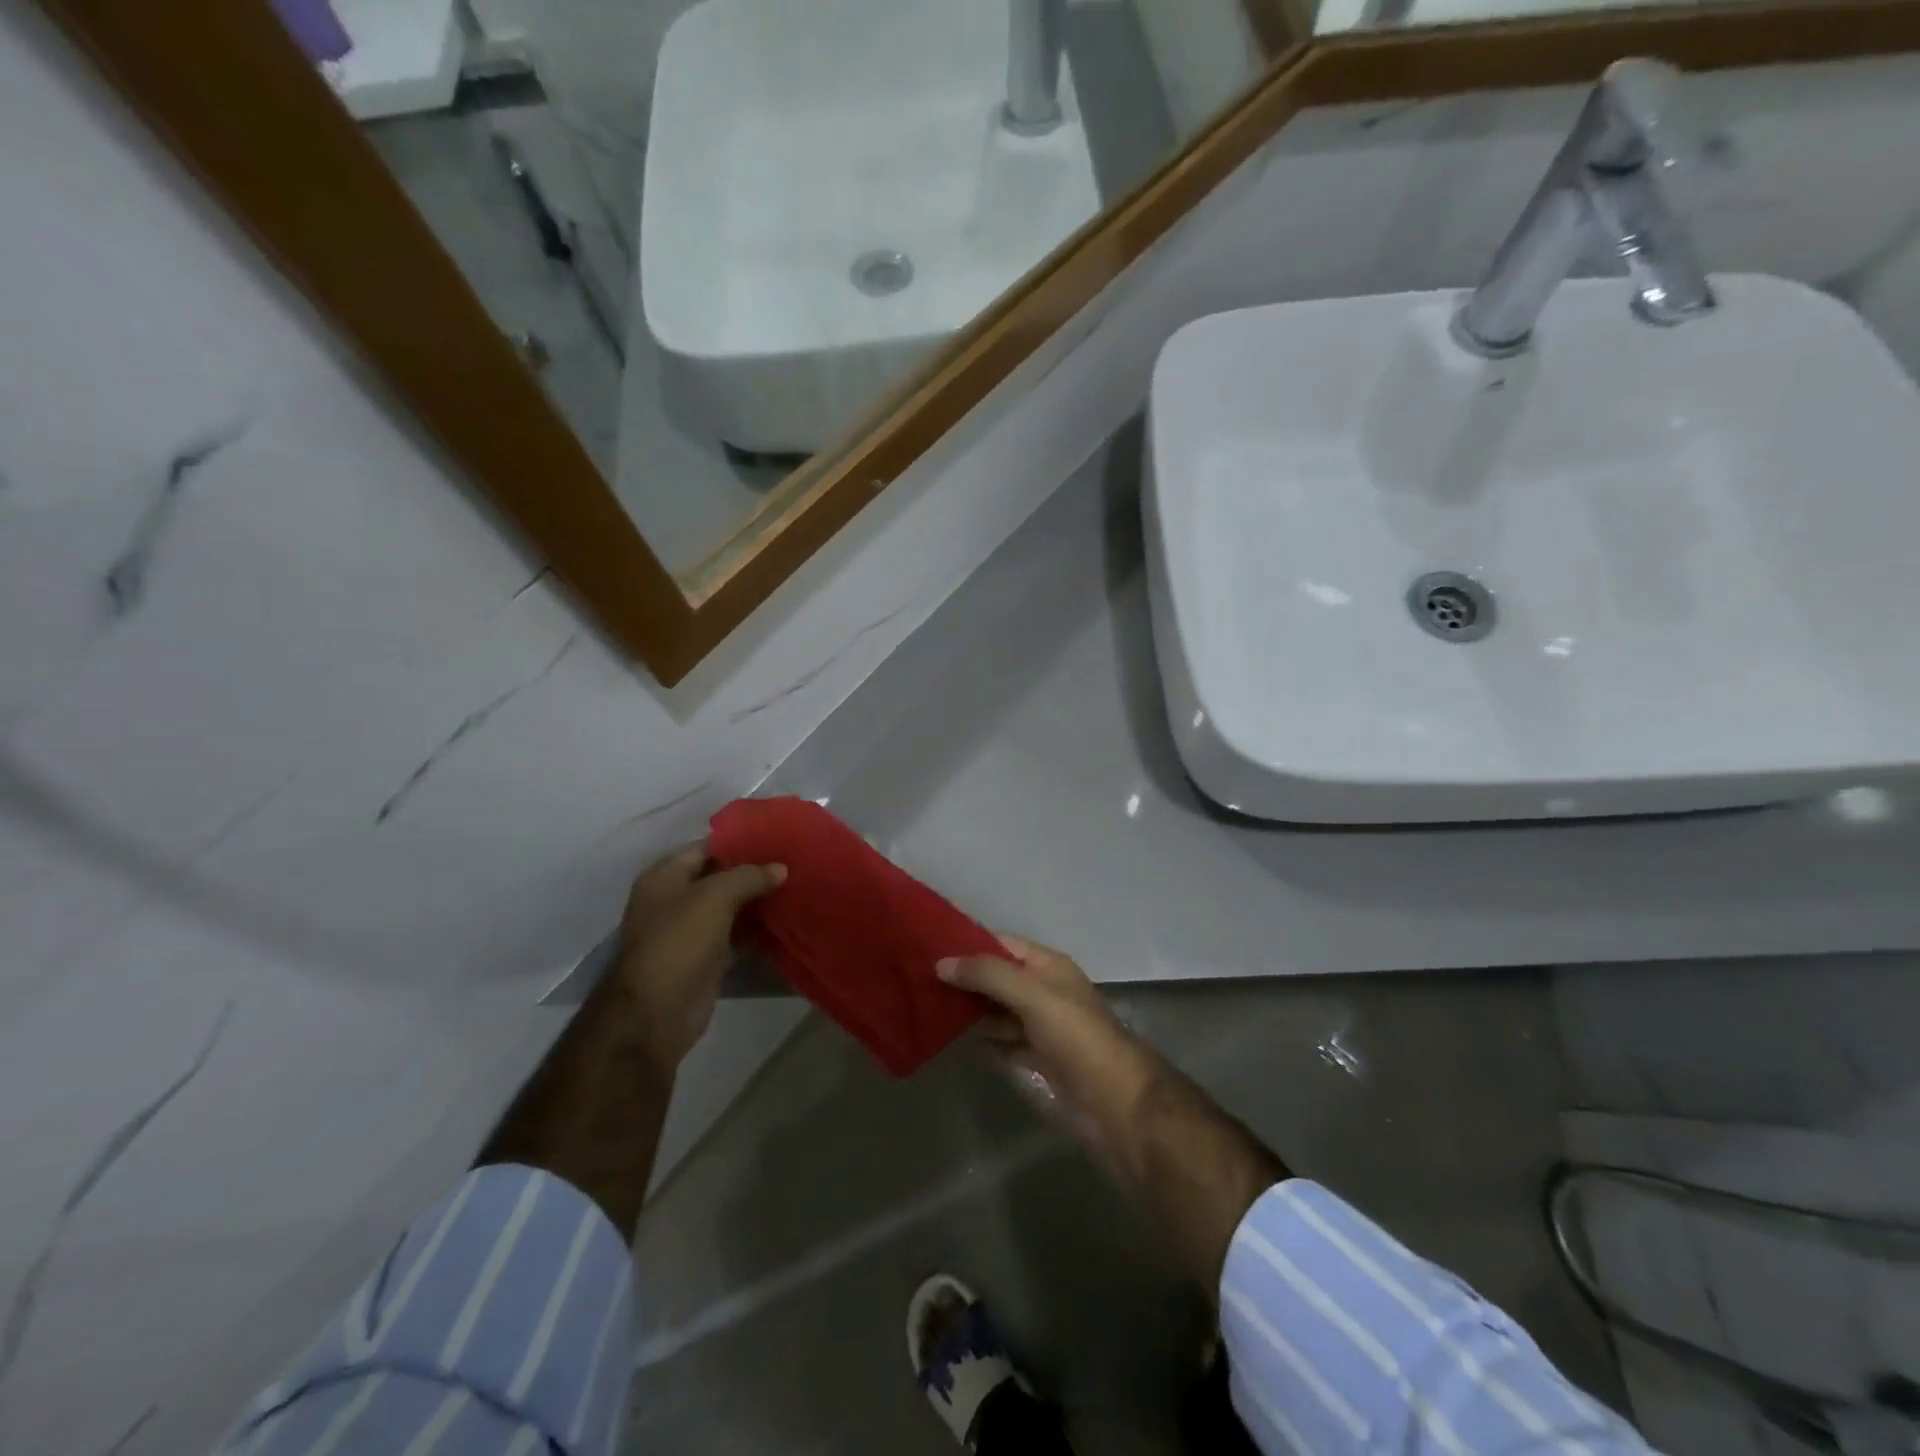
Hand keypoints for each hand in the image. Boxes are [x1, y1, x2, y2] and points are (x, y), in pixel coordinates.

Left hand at [615, 844, 784, 1072]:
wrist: (658, 1013)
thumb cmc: (679, 942)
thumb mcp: (714, 897)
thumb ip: (748, 876)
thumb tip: (781, 868)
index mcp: (664, 877)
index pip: (704, 847)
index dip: (737, 842)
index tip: (775, 838)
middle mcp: (673, 900)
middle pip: (717, 876)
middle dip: (751, 871)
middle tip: (791, 862)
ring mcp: (688, 931)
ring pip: (728, 906)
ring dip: (756, 900)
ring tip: (793, 886)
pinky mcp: (705, 957)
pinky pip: (734, 933)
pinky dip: (755, 928)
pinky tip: (783, 919)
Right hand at [938, 936, 1159, 1156]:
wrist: (1115, 1102)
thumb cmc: (1077, 1037)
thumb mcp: (1033, 995)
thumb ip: (989, 975)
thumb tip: (942, 963)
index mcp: (1049, 966)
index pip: (1002, 944)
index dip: (968, 943)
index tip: (927, 944)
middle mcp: (1044, 991)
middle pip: (997, 977)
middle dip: (964, 977)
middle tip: (916, 977)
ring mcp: (1041, 1027)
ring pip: (997, 1011)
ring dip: (968, 1009)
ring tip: (925, 1005)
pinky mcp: (1037, 1059)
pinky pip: (1002, 1042)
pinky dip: (981, 1039)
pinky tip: (951, 1038)